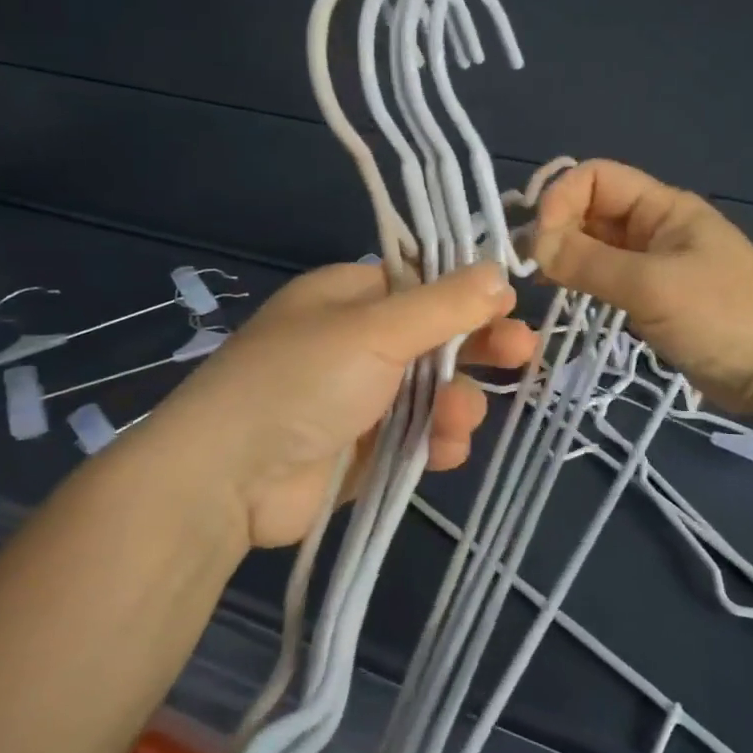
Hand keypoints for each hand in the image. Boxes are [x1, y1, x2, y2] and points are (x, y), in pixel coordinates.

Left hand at [148, 263, 536, 547]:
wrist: (229, 479)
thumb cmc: (302, 381)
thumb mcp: (376, 330)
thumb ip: (444, 305)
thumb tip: (500, 274)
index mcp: (350, 297)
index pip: (423, 283)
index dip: (468, 294)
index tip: (509, 306)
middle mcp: (357, 342)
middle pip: (435, 338)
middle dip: (477, 348)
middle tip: (523, 354)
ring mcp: (361, 398)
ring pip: (433, 392)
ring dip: (457, 403)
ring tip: (458, 420)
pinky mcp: (366, 449)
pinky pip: (418, 437)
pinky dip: (436, 441)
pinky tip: (444, 451)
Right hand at [530, 159, 752, 414]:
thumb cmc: (722, 317)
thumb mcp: (652, 286)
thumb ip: (590, 263)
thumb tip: (535, 246)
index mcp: (663, 207)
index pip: (596, 177)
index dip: (562, 199)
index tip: (540, 242)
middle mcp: (656, 226)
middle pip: (592, 209)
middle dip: (558, 228)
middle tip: (532, 267)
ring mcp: (655, 262)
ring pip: (597, 244)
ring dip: (567, 255)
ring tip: (541, 282)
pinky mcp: (654, 296)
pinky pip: (608, 276)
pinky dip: (583, 280)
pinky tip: (566, 297)